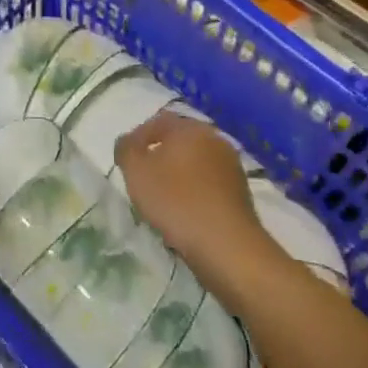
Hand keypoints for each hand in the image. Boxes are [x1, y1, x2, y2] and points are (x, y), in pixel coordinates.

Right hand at [116, 113, 269, 294]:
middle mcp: (214, 139)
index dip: (138, 138)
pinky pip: (209, 185)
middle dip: (160, 156)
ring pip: (195, 164)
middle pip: (179, 141)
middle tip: (143, 178)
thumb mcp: (136, 172)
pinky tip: (186, 214)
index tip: (127, 161)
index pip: (158, 121)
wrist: (228, 247)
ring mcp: (231, 167)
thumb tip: (126, 142)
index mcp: (190, 128)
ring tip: (163, 200)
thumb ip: (125, 149)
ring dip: (178, 176)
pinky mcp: (241, 194)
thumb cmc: (177, 201)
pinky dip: (195, 193)